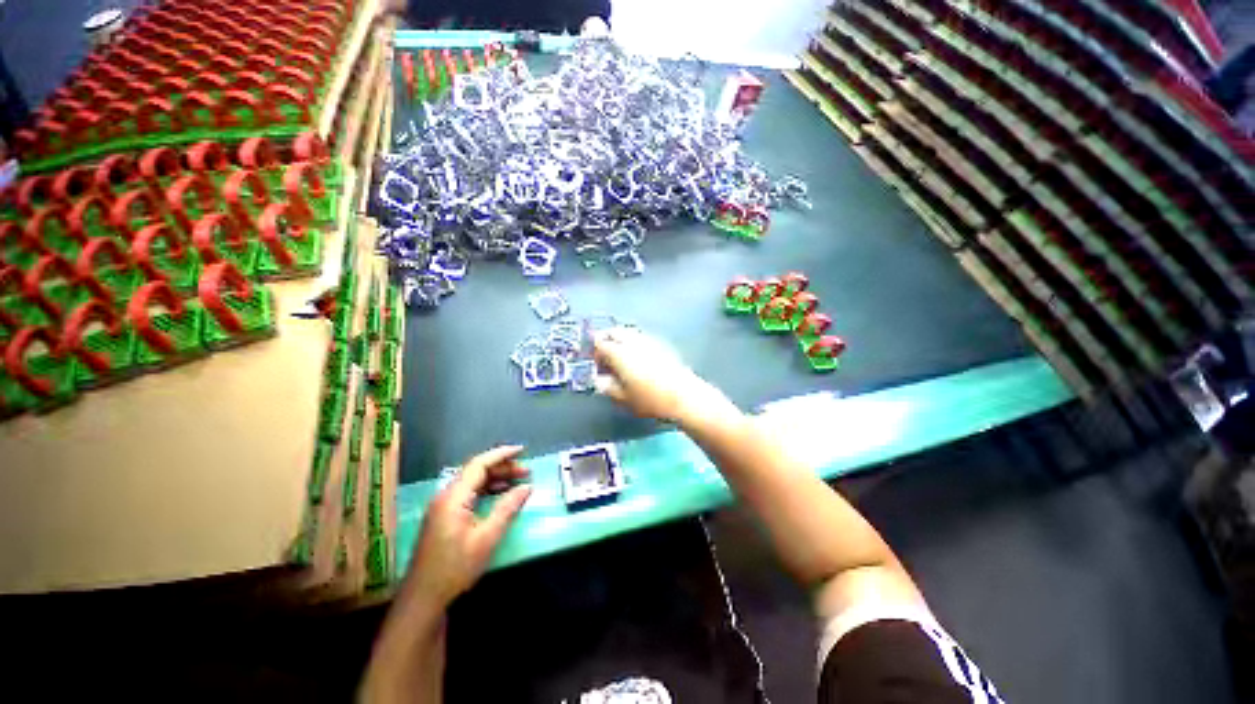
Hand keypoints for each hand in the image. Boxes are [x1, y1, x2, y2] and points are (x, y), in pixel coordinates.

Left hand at [408, 445, 532, 607]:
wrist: (423, 597)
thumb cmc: (455, 567)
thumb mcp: (487, 538)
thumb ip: (507, 508)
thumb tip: (527, 487)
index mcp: (453, 497)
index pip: (479, 464)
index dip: (502, 454)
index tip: (522, 450)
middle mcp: (446, 496)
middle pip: (476, 471)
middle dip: (502, 467)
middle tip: (526, 471)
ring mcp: (443, 506)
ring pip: (472, 482)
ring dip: (496, 478)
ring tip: (518, 481)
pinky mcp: (444, 516)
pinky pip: (468, 493)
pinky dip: (487, 490)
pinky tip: (501, 495)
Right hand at [593, 327, 733, 423]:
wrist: (683, 396)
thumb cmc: (649, 399)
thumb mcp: (623, 397)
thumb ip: (607, 387)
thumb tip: (598, 380)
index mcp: (619, 352)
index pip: (600, 343)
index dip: (594, 353)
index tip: (595, 365)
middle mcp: (632, 341)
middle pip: (614, 332)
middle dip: (606, 340)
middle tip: (604, 356)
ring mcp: (648, 341)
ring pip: (628, 332)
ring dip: (619, 340)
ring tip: (619, 358)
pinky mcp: (661, 344)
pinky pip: (640, 338)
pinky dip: (633, 343)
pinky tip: (636, 359)